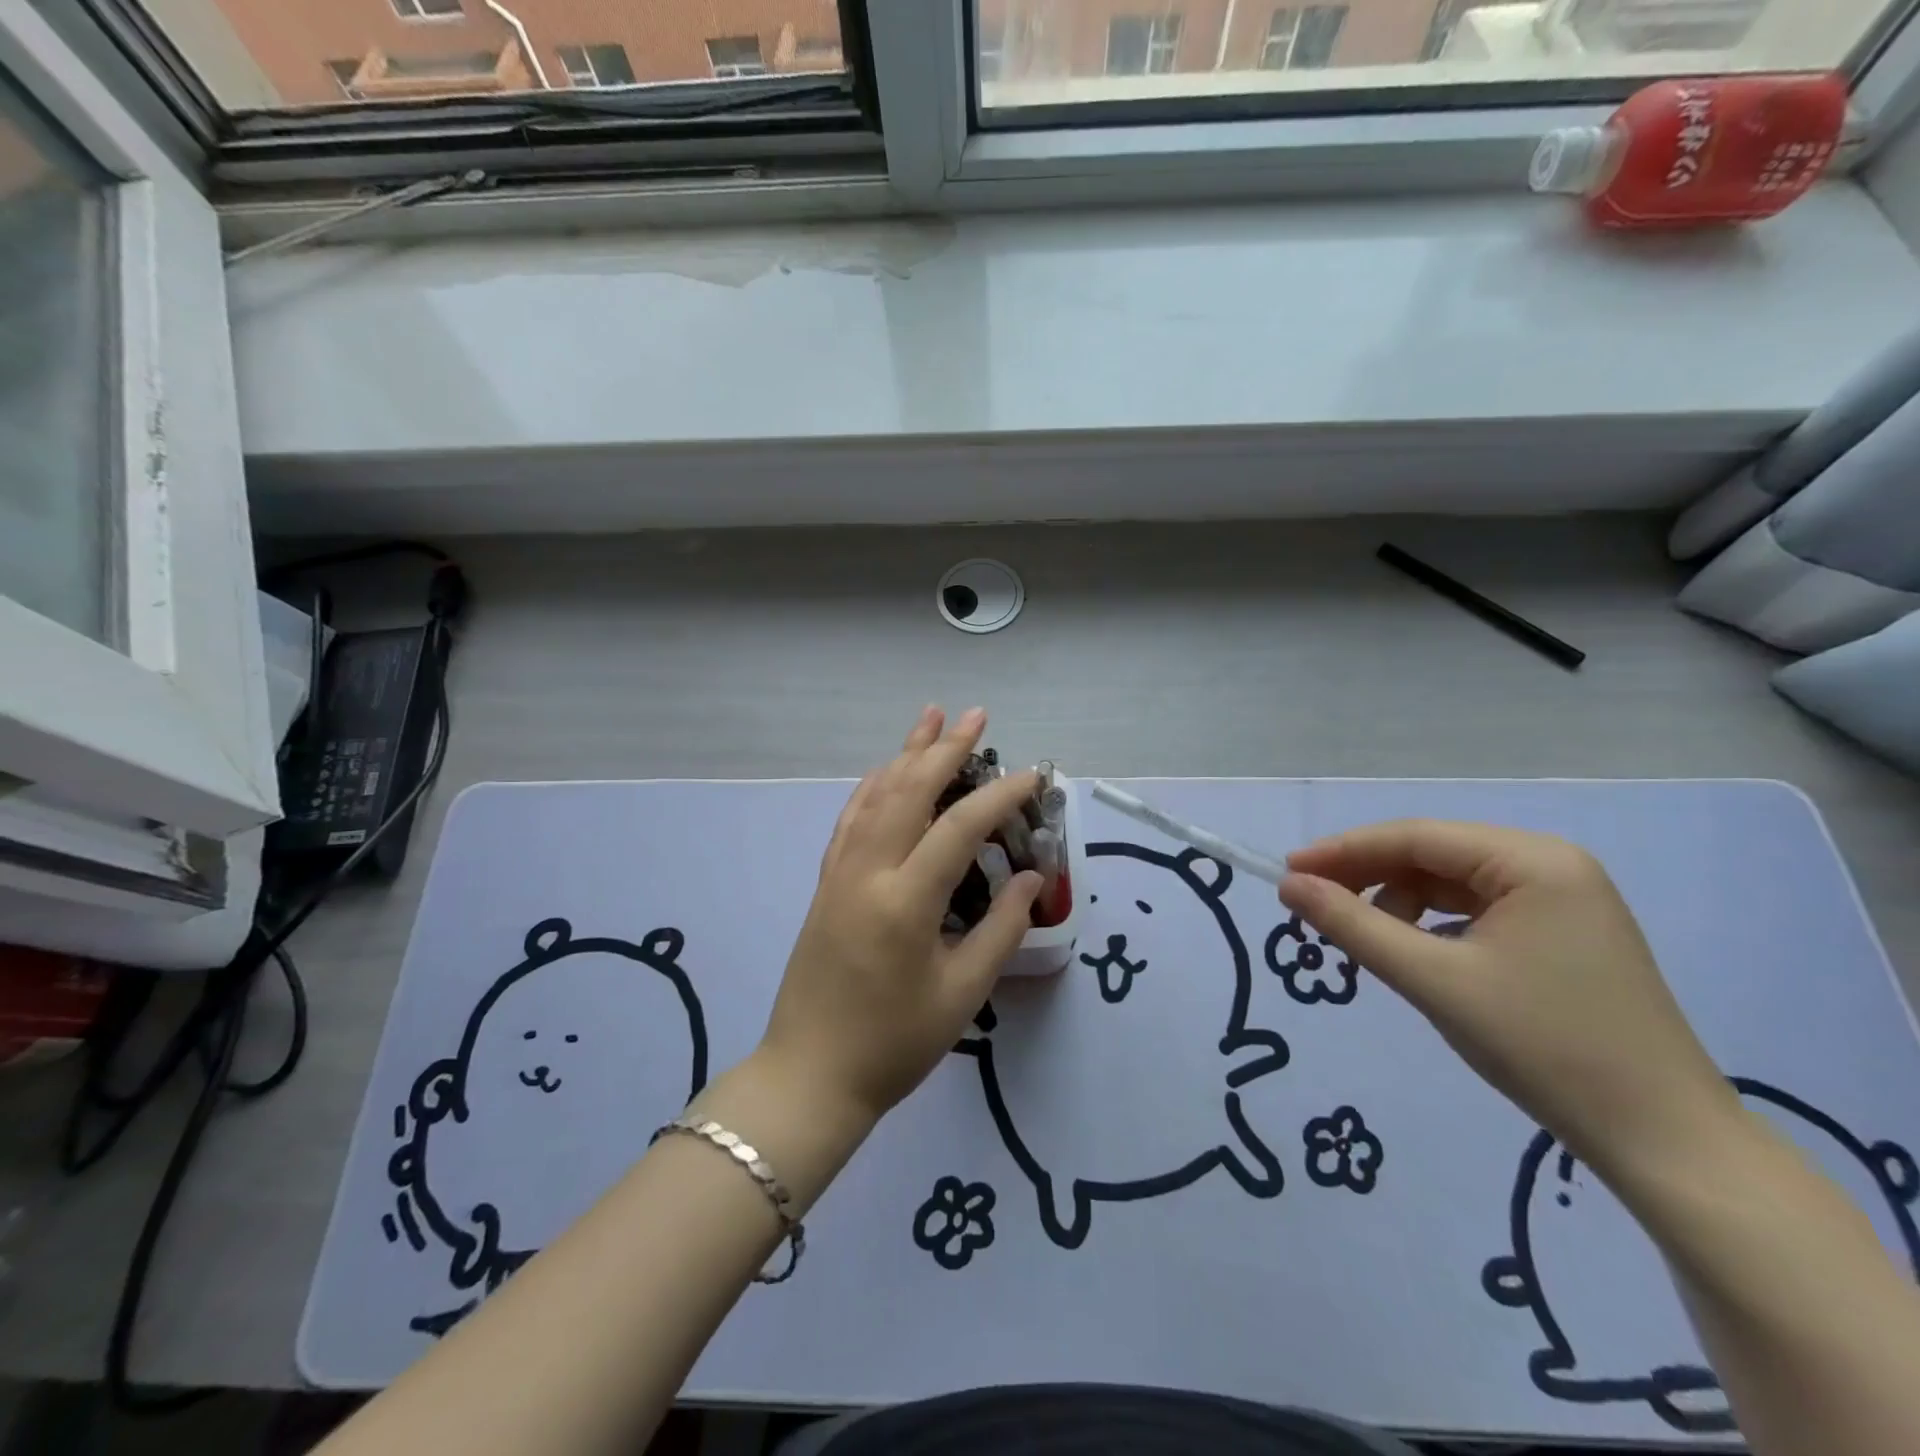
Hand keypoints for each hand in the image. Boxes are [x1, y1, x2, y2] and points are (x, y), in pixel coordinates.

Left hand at [757, 706, 1042, 1126]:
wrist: (809, 1075)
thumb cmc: (893, 1044)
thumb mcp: (961, 993)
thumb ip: (1001, 928)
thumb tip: (1034, 879)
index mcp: (905, 900)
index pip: (960, 827)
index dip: (999, 795)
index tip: (1031, 775)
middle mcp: (868, 872)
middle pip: (909, 791)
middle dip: (945, 749)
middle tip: (976, 716)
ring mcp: (840, 874)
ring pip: (875, 796)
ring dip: (905, 754)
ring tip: (930, 718)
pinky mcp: (826, 883)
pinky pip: (850, 819)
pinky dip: (872, 787)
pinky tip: (885, 771)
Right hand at [1279, 820, 1742, 1188]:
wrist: (1663, 1141)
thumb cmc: (1544, 1047)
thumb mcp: (1433, 980)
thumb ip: (1353, 925)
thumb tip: (1289, 886)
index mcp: (1533, 861)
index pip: (1414, 837)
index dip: (1342, 851)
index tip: (1286, 873)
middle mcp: (1550, 865)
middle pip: (1432, 853)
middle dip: (1368, 876)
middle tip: (1311, 905)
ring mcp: (1561, 899)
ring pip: (1450, 881)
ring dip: (1396, 901)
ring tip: (1362, 939)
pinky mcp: (1561, 933)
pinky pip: (1475, 909)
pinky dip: (1431, 923)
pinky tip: (1411, 951)